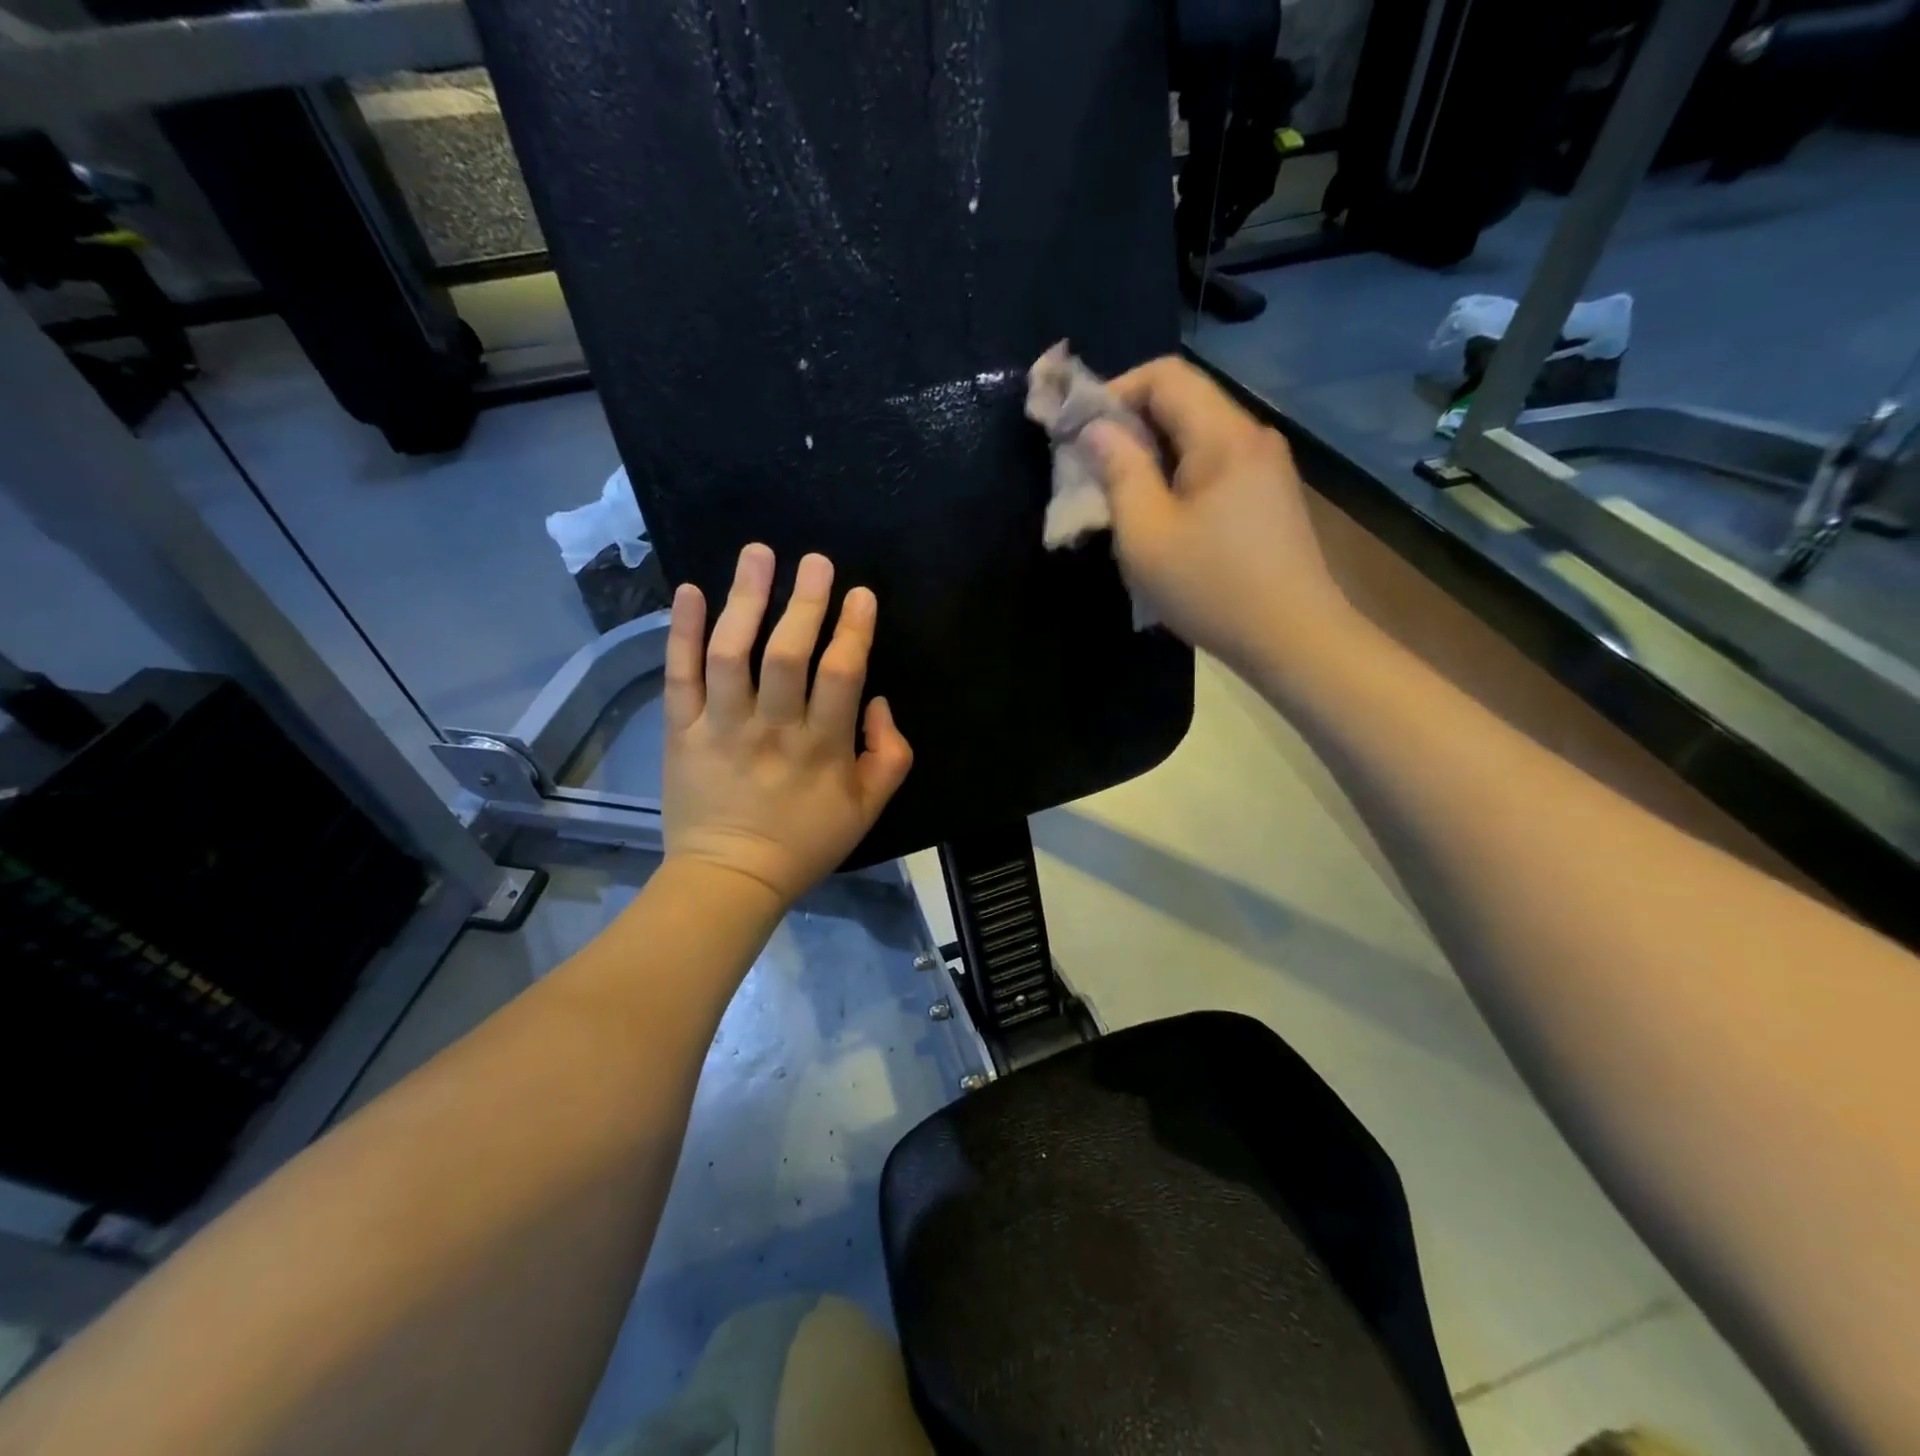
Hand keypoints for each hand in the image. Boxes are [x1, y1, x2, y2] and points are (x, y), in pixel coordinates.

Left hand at [662, 544, 913, 906]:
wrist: (731, 878)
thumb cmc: (806, 842)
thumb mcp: (869, 809)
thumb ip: (890, 754)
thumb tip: (878, 702)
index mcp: (822, 748)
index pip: (842, 675)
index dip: (853, 629)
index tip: (860, 593)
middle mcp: (772, 729)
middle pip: (787, 655)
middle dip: (805, 602)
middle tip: (817, 560)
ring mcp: (721, 728)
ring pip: (731, 655)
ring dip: (745, 600)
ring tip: (758, 555)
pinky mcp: (681, 731)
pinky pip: (679, 676)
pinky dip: (681, 632)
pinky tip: (689, 590)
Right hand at [1084, 356, 1350, 673]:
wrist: (1294, 640)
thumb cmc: (1212, 588)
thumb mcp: (1146, 534)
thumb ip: (1118, 472)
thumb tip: (1095, 429)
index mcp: (1224, 436)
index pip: (1165, 375)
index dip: (1114, 391)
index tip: (1079, 432)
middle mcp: (1252, 437)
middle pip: (1183, 401)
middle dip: (1130, 426)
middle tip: (1092, 470)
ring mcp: (1267, 467)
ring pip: (1197, 436)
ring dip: (1152, 456)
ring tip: (1121, 498)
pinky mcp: (1270, 496)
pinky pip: (1215, 465)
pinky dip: (1178, 476)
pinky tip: (1162, 517)